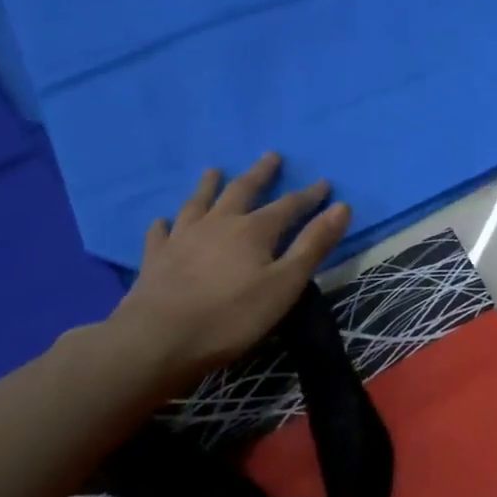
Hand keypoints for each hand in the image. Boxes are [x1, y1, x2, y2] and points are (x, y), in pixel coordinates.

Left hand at [105, 154, 351, 391]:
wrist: (157, 340)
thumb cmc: (232, 316)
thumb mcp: (285, 284)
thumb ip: (313, 245)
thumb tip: (341, 206)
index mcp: (254, 230)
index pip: (289, 205)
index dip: (309, 195)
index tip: (324, 182)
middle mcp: (218, 224)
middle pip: (241, 191)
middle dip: (260, 174)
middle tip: (270, 156)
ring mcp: (182, 239)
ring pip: (198, 203)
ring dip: (209, 185)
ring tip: (213, 171)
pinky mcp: (155, 259)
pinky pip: (161, 233)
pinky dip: (165, 223)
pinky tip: (163, 221)